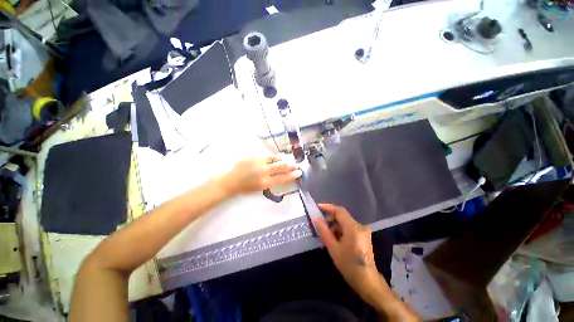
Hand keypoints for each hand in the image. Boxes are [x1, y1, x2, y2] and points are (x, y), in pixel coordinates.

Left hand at [221, 154, 301, 195]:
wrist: (231, 181)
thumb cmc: (246, 187)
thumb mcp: (261, 187)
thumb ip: (272, 180)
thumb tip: (283, 174)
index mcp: (265, 182)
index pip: (283, 177)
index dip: (292, 175)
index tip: (299, 172)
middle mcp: (263, 171)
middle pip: (281, 166)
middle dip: (290, 165)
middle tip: (296, 164)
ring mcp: (257, 162)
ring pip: (274, 158)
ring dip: (281, 159)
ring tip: (284, 160)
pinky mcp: (252, 156)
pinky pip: (265, 156)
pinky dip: (270, 158)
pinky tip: (271, 159)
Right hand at [312, 204, 380, 298]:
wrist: (367, 281)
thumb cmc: (349, 265)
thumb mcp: (333, 248)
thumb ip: (324, 231)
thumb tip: (316, 218)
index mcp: (353, 228)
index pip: (340, 211)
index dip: (328, 207)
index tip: (317, 207)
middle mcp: (360, 226)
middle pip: (342, 216)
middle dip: (330, 217)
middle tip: (319, 222)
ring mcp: (363, 231)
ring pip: (345, 222)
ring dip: (335, 224)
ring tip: (325, 232)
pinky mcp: (363, 236)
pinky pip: (349, 228)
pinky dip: (340, 229)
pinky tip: (334, 237)